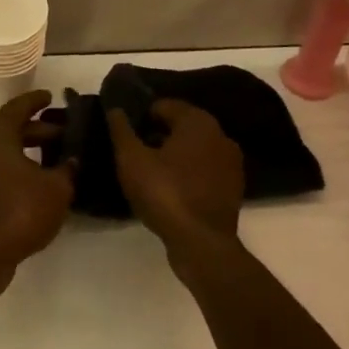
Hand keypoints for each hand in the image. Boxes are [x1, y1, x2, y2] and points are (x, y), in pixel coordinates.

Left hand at [0, 90, 74, 280]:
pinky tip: (34, 177)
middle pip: (9, 128)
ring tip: (53, 156)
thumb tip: (73, 159)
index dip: (36, 101)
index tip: (51, 96)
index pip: (18, 107)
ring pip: (0, 148)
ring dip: (25, 149)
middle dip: (37, 129)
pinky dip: (13, 165)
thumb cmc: (21, 210)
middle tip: (63, 133)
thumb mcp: (57, 188)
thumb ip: (68, 168)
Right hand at [107, 99, 245, 267]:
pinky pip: (204, 169)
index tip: (127, 134)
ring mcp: (231, 162)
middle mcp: (220, 135)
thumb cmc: (164, 193)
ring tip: (151, 172)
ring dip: (174, 154)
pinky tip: (171, 188)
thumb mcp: (131, 159)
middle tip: (136, 152)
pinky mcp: (233, 187)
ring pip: (195, 148)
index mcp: (198, 121)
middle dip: (158, 134)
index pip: (165, 105)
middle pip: (182, 125)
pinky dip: (189, 172)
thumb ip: (121, 130)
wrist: (201, 243)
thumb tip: (115, 109)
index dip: (142, 116)